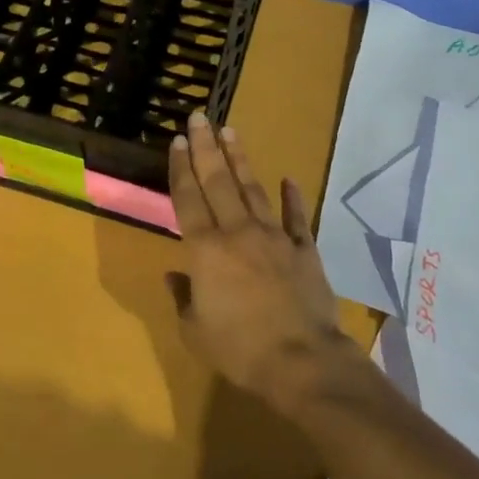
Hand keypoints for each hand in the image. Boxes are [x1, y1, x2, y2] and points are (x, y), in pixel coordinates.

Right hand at [166, 112, 358, 416]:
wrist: (302, 361)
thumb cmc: (240, 349)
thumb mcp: (196, 332)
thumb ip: (184, 299)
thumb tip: (175, 276)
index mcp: (206, 251)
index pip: (188, 199)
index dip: (181, 169)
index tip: (178, 141)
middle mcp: (237, 232)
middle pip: (217, 182)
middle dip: (206, 147)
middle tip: (199, 117)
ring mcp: (273, 237)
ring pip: (252, 189)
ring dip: (240, 159)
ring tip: (230, 131)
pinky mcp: (303, 248)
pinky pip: (296, 217)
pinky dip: (292, 197)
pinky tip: (288, 178)